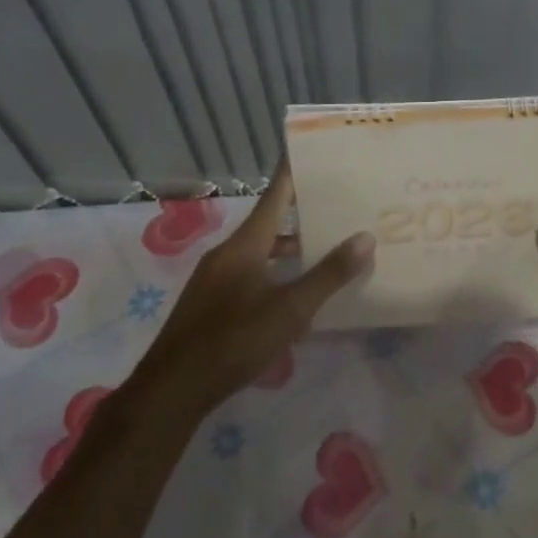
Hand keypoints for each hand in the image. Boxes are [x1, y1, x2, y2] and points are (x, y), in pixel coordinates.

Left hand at [140, 163, 373, 411]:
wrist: (172, 389)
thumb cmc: (234, 341)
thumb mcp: (290, 310)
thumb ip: (329, 275)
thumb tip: (365, 237)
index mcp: (244, 246)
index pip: (273, 196)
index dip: (291, 172)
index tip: (307, 148)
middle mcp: (227, 254)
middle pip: (267, 223)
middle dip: (299, 213)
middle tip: (335, 204)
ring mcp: (214, 279)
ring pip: (258, 251)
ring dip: (288, 248)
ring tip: (323, 249)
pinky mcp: (210, 304)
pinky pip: (249, 273)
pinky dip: (274, 271)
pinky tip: (292, 293)